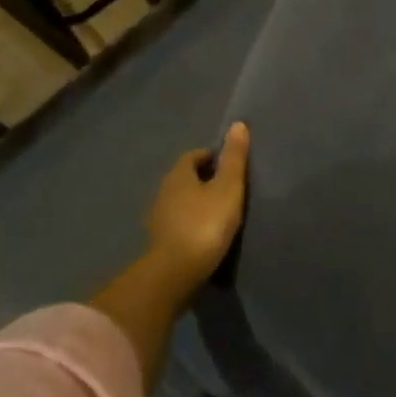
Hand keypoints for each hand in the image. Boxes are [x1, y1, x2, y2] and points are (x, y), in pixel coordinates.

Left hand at [142, 122, 250, 295]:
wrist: (175, 272)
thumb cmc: (206, 223)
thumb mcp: (228, 188)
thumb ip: (234, 158)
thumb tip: (237, 124)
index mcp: (178, 175)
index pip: (193, 156)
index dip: (211, 156)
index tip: (230, 164)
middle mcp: (163, 192)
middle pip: (185, 178)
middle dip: (204, 178)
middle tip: (229, 186)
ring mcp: (158, 218)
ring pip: (180, 201)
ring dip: (196, 202)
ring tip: (220, 210)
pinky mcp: (159, 241)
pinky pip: (178, 222)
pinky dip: (191, 222)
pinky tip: (205, 232)